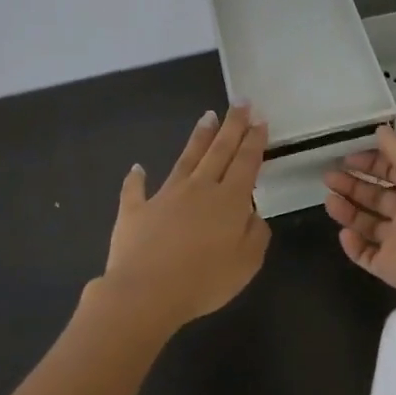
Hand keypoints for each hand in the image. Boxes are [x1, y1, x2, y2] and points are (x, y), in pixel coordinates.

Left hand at [100, 105, 270, 332]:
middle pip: (219, 150)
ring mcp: (165, 196)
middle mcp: (199, 188)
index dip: (255, 140)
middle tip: (240, 101)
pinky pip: (135, 190)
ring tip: (207, 116)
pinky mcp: (136, 211)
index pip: (246, 162)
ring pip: (186, 159)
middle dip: (232, 125)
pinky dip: (136, 179)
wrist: (146, 293)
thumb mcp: (247, 263)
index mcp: (229, 200)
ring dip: (199, 137)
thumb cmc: (204, 281)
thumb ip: (256, 234)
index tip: (260, 118)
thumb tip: (253, 213)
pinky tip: (137, 168)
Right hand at [323, 122, 395, 299]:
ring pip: (368, 225)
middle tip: (328, 177)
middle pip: (377, 197)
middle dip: (352, 185)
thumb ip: (395, 144)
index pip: (391, 171)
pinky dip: (354, 246)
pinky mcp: (390, 266)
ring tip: (329, 200)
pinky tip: (344, 233)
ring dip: (348, 212)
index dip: (369, 163)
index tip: (345, 157)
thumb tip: (380, 130)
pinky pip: (367, 255)